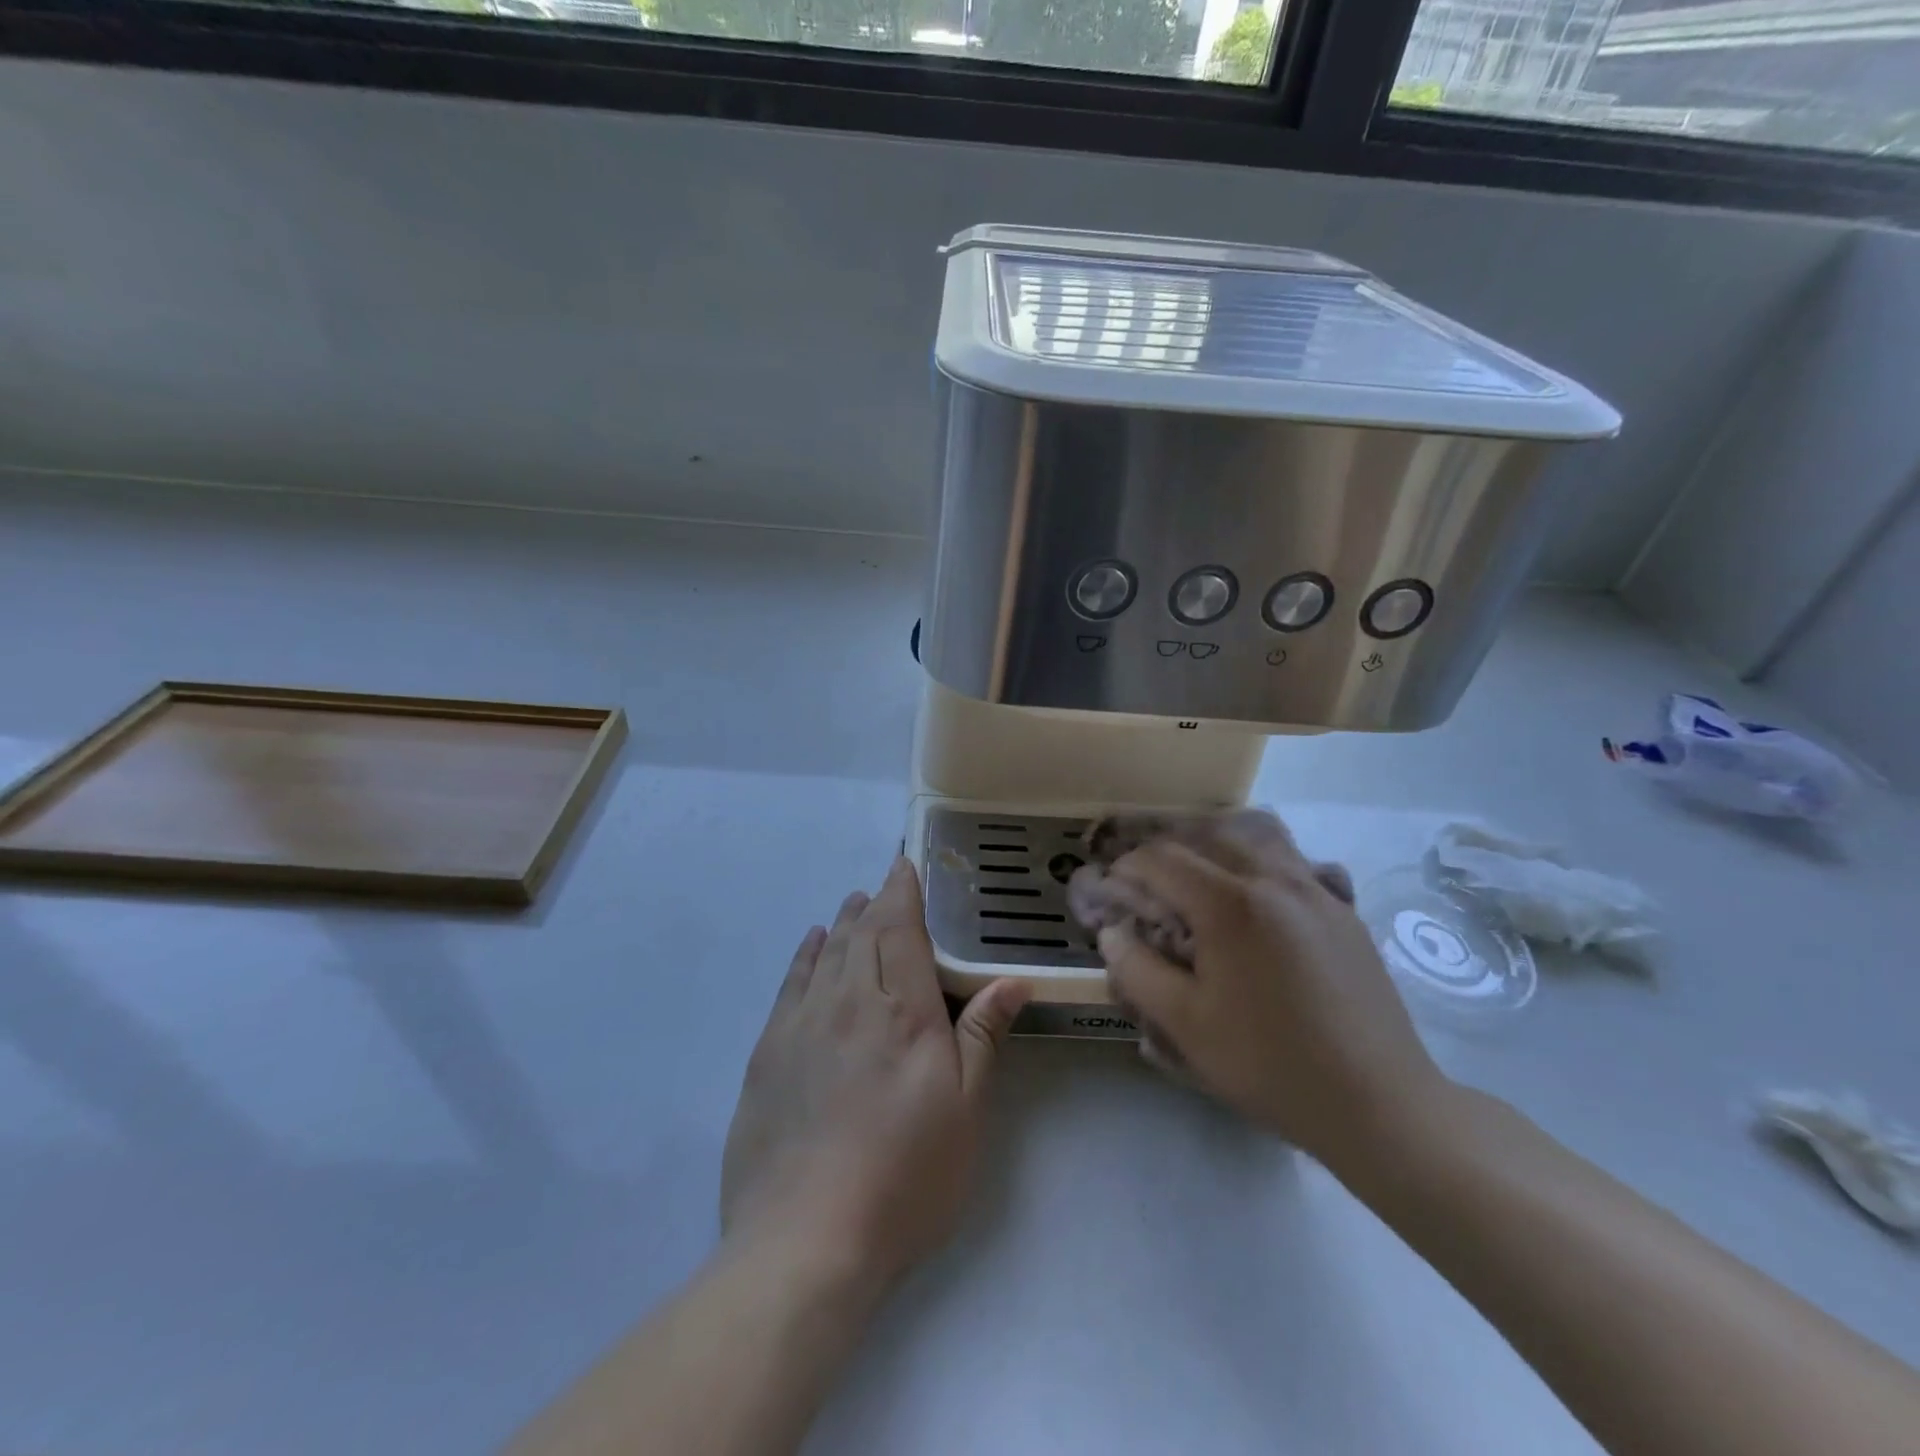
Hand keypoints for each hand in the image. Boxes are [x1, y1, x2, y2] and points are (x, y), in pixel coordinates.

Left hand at [721, 859, 1030, 1291]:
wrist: (806, 1240)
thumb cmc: (905, 1176)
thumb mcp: (965, 1111)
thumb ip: (982, 1035)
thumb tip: (1012, 981)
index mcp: (902, 1010)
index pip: (901, 930)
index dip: (903, 892)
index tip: (904, 865)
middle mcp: (849, 1001)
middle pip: (862, 934)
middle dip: (875, 903)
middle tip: (884, 884)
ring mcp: (802, 1024)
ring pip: (827, 953)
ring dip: (844, 923)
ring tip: (854, 905)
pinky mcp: (768, 1053)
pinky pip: (790, 984)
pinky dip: (805, 955)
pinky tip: (813, 944)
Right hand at [1096, 824, 1446, 1172]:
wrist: (1379, 1103)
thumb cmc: (1270, 1064)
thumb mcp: (1185, 1026)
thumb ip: (1137, 970)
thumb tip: (1113, 932)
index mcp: (1230, 905)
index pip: (1162, 859)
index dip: (1127, 867)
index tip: (1112, 887)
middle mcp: (1274, 880)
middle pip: (1207, 834)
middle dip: (1167, 848)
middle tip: (1147, 878)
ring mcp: (1316, 890)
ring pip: (1256, 836)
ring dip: (1215, 844)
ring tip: (1197, 874)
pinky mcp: (1344, 910)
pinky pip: (1291, 861)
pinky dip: (1256, 860)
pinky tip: (1252, 899)